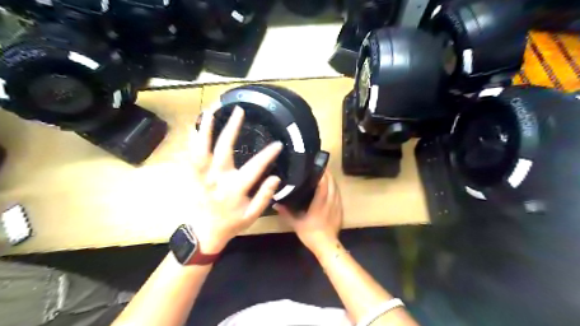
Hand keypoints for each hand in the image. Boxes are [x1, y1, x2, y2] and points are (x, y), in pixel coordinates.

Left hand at [191, 106, 280, 252]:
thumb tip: (276, 177)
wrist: (204, 233)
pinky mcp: (193, 176)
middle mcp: (217, 179)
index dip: (268, 155)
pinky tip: (193, 126)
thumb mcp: (252, 215)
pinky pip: (190, 155)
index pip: (255, 167)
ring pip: (202, 149)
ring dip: (205, 129)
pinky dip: (191, 140)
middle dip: (232, 128)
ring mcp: (202, 176)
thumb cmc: (231, 223)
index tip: (278, 144)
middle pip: (224, 149)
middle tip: (238, 111)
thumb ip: (264, 196)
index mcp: (235, 189)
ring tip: (210, 110)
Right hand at [275, 172, 339, 253]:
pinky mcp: (340, 210)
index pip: (324, 185)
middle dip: (328, 174)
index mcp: (320, 204)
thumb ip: (286, 213)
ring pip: (337, 188)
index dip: (322, 174)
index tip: (317, 166)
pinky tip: (331, 187)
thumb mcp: (296, 223)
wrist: (327, 246)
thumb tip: (276, 204)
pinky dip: (335, 188)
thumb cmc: (311, 234)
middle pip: (332, 184)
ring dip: (332, 180)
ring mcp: (337, 206)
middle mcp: (330, 202)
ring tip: (325, 173)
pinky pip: (339, 195)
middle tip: (320, 166)